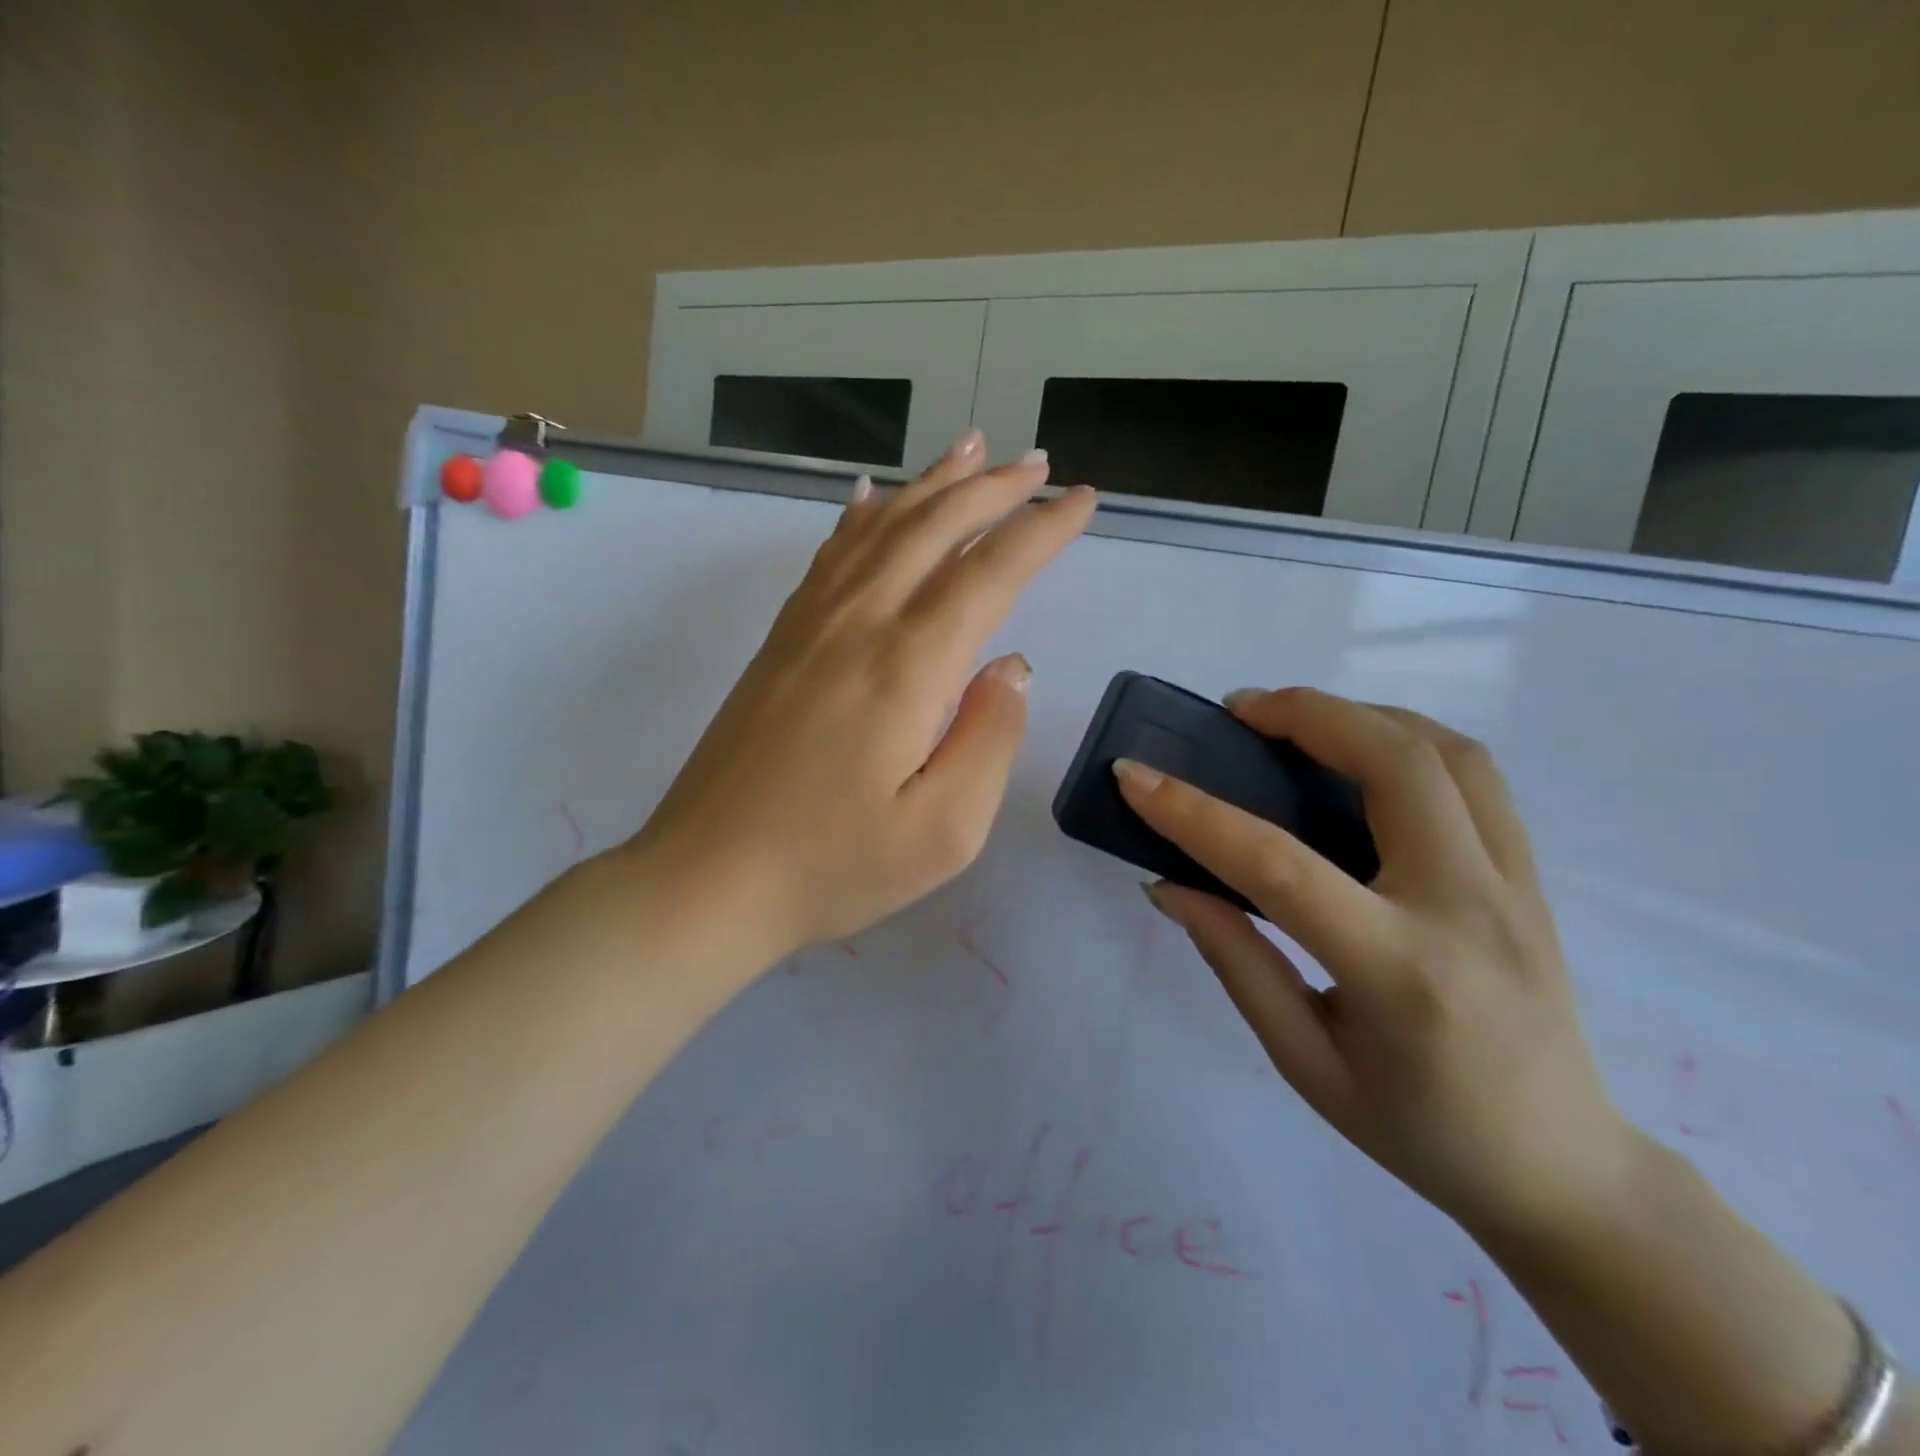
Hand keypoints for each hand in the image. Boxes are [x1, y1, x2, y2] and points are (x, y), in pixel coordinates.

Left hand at [632, 431, 1095, 963]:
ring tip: (972, 449)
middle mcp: (859, 623)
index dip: (1041, 530)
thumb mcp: (944, 831)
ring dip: (932, 485)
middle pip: (934, 529)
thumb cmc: (833, 866)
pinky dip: (862, 516)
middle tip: (1037, 462)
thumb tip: (1013, 666)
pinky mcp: (780, 641)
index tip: (1080, 499)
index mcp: (908, 667)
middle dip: (993, 490)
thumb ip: (990, 738)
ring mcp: (810, 625)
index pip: (991, 572)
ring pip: (881, 528)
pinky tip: (872, 495)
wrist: (707, 877)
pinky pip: (830, 555)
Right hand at [1116, 688, 1634, 1236]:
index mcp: (1398, 972)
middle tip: (1239, 711)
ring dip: (1362, 714)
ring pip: (1447, 752)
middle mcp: (1467, 909)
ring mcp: (1515, 885)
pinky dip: (1409, 739)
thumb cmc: (1417, 1130)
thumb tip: (1170, 885)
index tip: (1135, 776)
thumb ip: (1236, 961)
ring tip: (1296, 720)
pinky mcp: (1532, 877)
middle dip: (1306, 714)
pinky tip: (1360, 753)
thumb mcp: (1305, 1062)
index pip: (1280, 866)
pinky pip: (1475, 777)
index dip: (1195, 813)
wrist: (1561, 1169)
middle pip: (1395, 765)